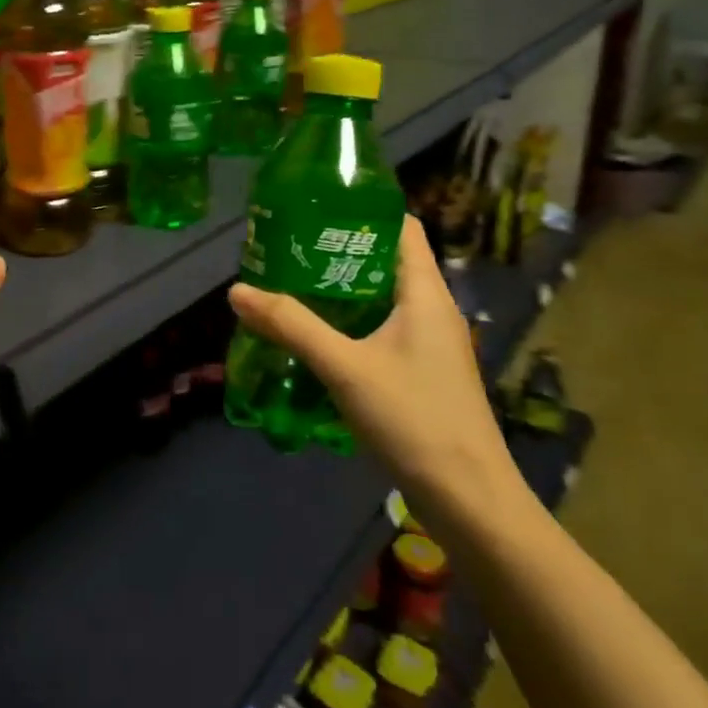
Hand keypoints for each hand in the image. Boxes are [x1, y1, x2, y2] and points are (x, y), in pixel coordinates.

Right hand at [227, 215, 523, 533]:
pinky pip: (383, 327)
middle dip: (338, 250)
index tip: (314, 207)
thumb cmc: (414, 419)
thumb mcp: (344, 367)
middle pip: (386, 260)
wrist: (470, 500)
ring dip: (342, 288)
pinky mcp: (423, 371)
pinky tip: (317, 334)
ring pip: (383, 296)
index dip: (363, 210)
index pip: (402, 228)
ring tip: (292, 283)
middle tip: (287, 246)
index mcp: (426, 294)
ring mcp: (431, 343)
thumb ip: (291, 325)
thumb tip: (237, 291)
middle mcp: (433, 310)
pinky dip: (351, 320)